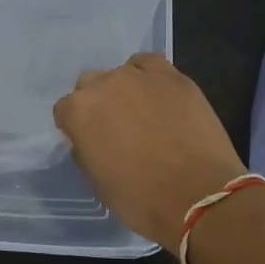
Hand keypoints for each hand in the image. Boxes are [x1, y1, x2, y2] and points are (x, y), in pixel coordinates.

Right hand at [51, 53, 245, 248]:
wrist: (199, 196)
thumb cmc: (141, 199)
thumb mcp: (98, 182)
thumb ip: (86, 150)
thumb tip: (92, 138)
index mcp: (79, 111)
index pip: (65, 110)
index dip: (76, 127)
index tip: (90, 142)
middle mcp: (104, 84)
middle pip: (91, 84)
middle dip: (98, 103)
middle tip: (116, 129)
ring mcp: (140, 76)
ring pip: (121, 72)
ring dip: (125, 89)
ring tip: (143, 113)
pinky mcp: (173, 76)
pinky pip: (151, 65)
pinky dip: (150, 76)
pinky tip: (158, 95)